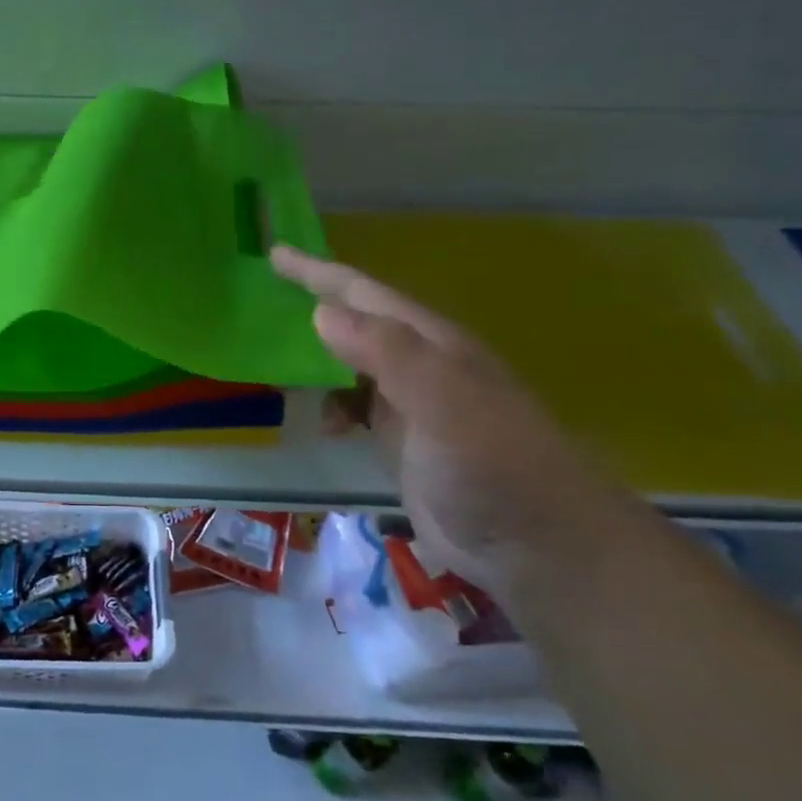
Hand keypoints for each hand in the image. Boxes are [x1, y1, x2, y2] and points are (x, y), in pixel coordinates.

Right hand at [271, 246, 647, 579]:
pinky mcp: (405, 444)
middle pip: (357, 323)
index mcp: (431, 343)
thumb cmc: (492, 464)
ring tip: (274, 359)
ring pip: (352, 366)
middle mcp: (420, 365)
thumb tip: (321, 311)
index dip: (319, 273)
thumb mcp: (443, 400)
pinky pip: (357, 408)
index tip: (275, 255)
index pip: (364, 294)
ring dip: (316, 359)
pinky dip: (332, 407)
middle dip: (314, 305)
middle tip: (264, 298)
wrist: (537, 545)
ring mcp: (412, 406)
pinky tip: (323, 424)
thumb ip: (387, 352)